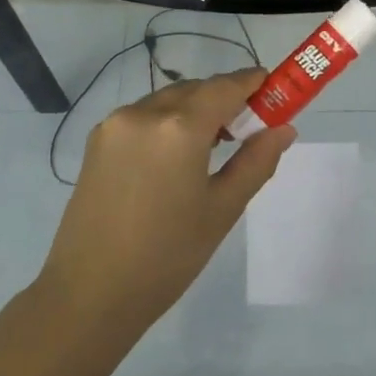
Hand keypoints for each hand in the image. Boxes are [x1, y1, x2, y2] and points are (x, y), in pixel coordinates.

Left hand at [40, 68, 297, 327]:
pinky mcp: (96, 141)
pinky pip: (142, 117)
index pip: (224, 87)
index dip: (252, 82)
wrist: (91, 292)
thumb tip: (284, 129)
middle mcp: (143, 113)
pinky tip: (175, 157)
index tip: (273, 87)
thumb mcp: (222, 210)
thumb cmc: (167, 256)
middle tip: (247, 128)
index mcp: (179, 128)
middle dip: (224, 99)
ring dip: (193, 110)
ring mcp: (114, 125)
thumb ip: (256, 162)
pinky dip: (166, 122)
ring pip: (166, 101)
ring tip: (212, 147)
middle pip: (194, 90)